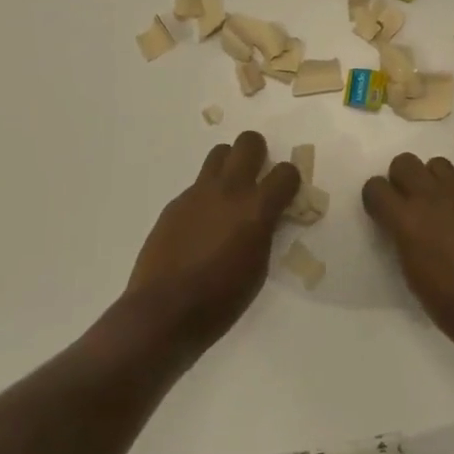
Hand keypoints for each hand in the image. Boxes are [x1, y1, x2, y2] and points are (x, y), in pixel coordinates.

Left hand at [127, 131, 300, 354]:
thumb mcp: (257, 268)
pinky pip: (197, 186)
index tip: (286, 194)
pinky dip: (206, 197)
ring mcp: (198, 193)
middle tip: (257, 178)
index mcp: (256, 209)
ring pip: (219, 153)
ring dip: (230, 166)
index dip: (290, 181)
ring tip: (228, 196)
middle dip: (258, 153)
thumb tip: (264, 217)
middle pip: (249, 142)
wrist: (163, 311)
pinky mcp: (176, 203)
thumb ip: (264, 232)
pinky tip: (200, 227)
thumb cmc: (220, 301)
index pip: (286, 172)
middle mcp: (229, 190)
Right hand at [362, 154, 453, 362]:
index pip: (376, 188)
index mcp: (409, 222)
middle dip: (400, 180)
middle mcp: (433, 200)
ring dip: (430, 181)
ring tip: (435, 210)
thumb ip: (404, 242)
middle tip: (407, 207)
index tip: (381, 215)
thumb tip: (402, 227)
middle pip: (404, 162)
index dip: (376, 200)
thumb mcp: (414, 278)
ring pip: (436, 165)